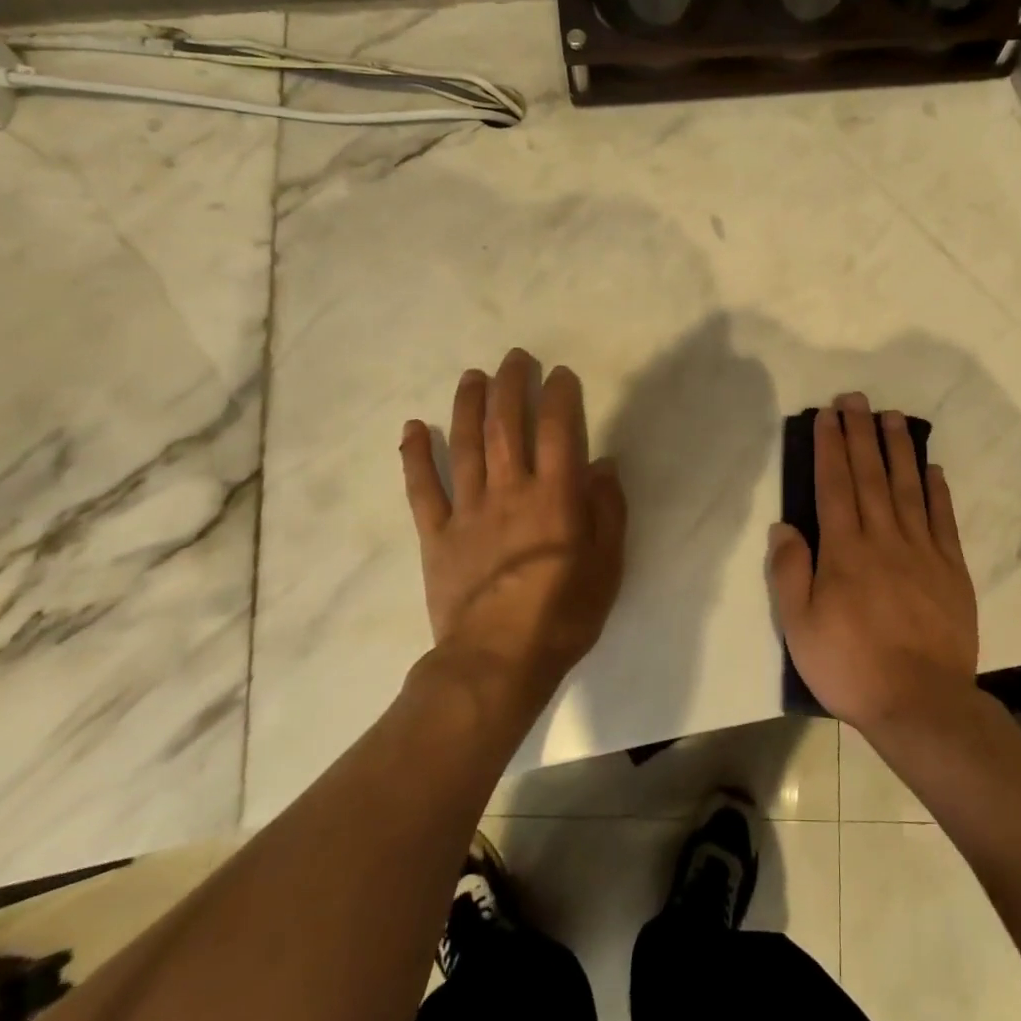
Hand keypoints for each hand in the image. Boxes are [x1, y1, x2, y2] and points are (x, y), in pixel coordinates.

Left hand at [399, 348, 627, 711]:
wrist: (497, 662)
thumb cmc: (564, 614)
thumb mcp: (609, 565)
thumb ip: (609, 510)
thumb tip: (603, 464)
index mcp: (555, 496)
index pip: (558, 430)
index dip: (559, 396)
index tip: (561, 375)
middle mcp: (510, 491)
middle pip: (507, 425)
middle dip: (511, 385)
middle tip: (515, 358)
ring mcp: (468, 510)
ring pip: (464, 445)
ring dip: (468, 405)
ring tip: (473, 376)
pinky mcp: (436, 535)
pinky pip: (422, 489)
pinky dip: (415, 456)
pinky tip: (412, 428)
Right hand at [768, 392, 978, 735]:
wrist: (922, 704)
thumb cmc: (852, 667)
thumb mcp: (800, 628)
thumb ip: (790, 573)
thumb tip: (784, 526)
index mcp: (845, 551)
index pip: (834, 485)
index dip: (830, 446)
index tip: (828, 415)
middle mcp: (884, 538)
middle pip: (870, 475)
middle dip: (861, 433)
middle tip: (857, 398)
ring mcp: (922, 551)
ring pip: (908, 488)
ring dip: (899, 450)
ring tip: (893, 417)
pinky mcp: (951, 568)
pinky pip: (943, 520)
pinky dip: (938, 491)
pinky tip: (933, 469)